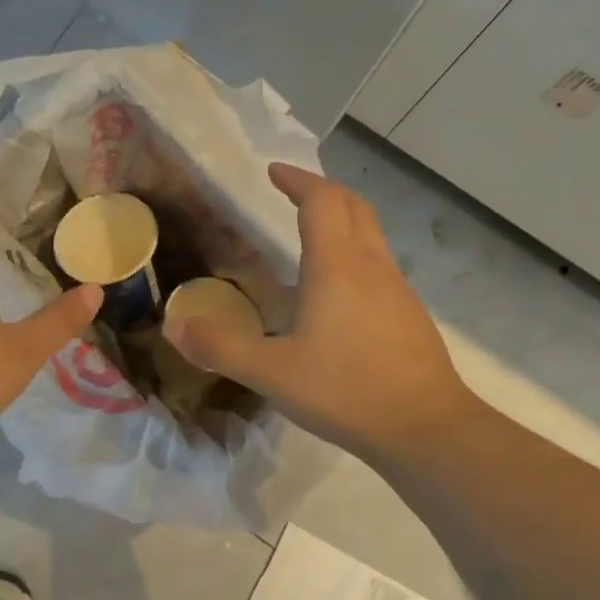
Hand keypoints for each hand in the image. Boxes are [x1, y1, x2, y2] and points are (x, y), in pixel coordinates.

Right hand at [164, 162, 473, 463]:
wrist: (426, 428)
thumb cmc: (345, 391)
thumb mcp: (271, 373)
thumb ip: (220, 347)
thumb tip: (174, 325)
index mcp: (337, 266)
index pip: (320, 200)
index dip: (297, 180)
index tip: (274, 172)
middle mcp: (371, 266)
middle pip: (353, 206)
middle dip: (322, 192)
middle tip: (293, 194)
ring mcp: (397, 289)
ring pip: (370, 235)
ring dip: (342, 223)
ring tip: (309, 240)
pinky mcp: (409, 314)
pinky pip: (379, 266)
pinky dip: (354, 257)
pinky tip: (335, 296)